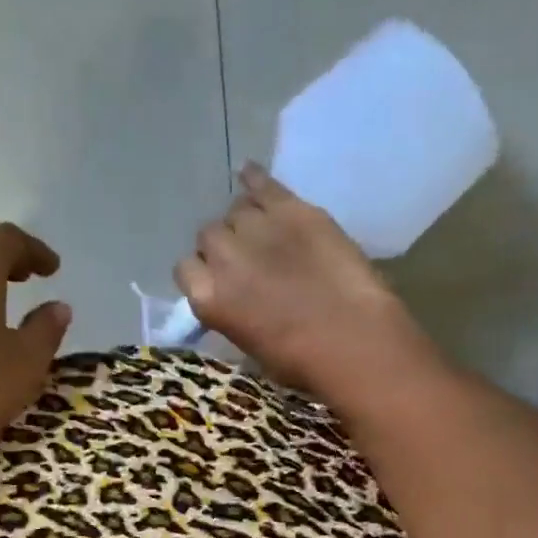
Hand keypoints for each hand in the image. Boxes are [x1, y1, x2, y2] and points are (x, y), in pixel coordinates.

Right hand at [175, 163, 434, 411]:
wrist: (351, 338)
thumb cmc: (299, 361)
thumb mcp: (247, 344)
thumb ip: (230, 311)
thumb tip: (231, 296)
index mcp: (207, 299)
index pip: (185, 270)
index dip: (202, 273)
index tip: (218, 281)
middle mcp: (222, 257)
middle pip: (209, 236)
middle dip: (223, 246)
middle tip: (246, 260)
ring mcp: (256, 228)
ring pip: (235, 211)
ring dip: (244, 221)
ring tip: (262, 233)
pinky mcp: (291, 209)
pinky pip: (262, 184)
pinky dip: (254, 180)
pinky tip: (250, 176)